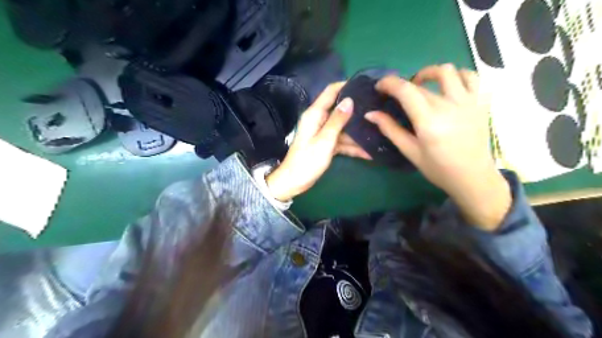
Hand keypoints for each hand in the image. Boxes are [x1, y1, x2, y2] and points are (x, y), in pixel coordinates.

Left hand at [267, 82, 372, 201]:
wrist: (294, 182)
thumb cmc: (307, 161)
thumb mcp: (325, 140)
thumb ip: (337, 120)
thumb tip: (349, 100)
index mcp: (315, 114)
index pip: (330, 92)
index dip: (346, 85)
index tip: (365, 84)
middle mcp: (319, 120)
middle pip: (340, 110)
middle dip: (357, 110)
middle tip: (377, 108)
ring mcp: (323, 133)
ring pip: (344, 128)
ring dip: (358, 133)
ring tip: (379, 131)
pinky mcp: (326, 145)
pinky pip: (342, 141)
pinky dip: (353, 146)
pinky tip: (369, 152)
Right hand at [364, 65, 509, 230]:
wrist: (473, 177)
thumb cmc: (438, 168)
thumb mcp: (410, 151)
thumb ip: (390, 129)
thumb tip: (370, 114)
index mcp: (428, 120)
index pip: (405, 90)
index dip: (389, 83)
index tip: (380, 86)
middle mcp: (449, 105)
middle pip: (421, 84)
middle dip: (404, 85)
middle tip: (397, 96)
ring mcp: (469, 101)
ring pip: (449, 71)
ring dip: (431, 73)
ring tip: (423, 85)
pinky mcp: (481, 102)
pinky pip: (472, 77)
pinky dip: (458, 75)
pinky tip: (449, 87)